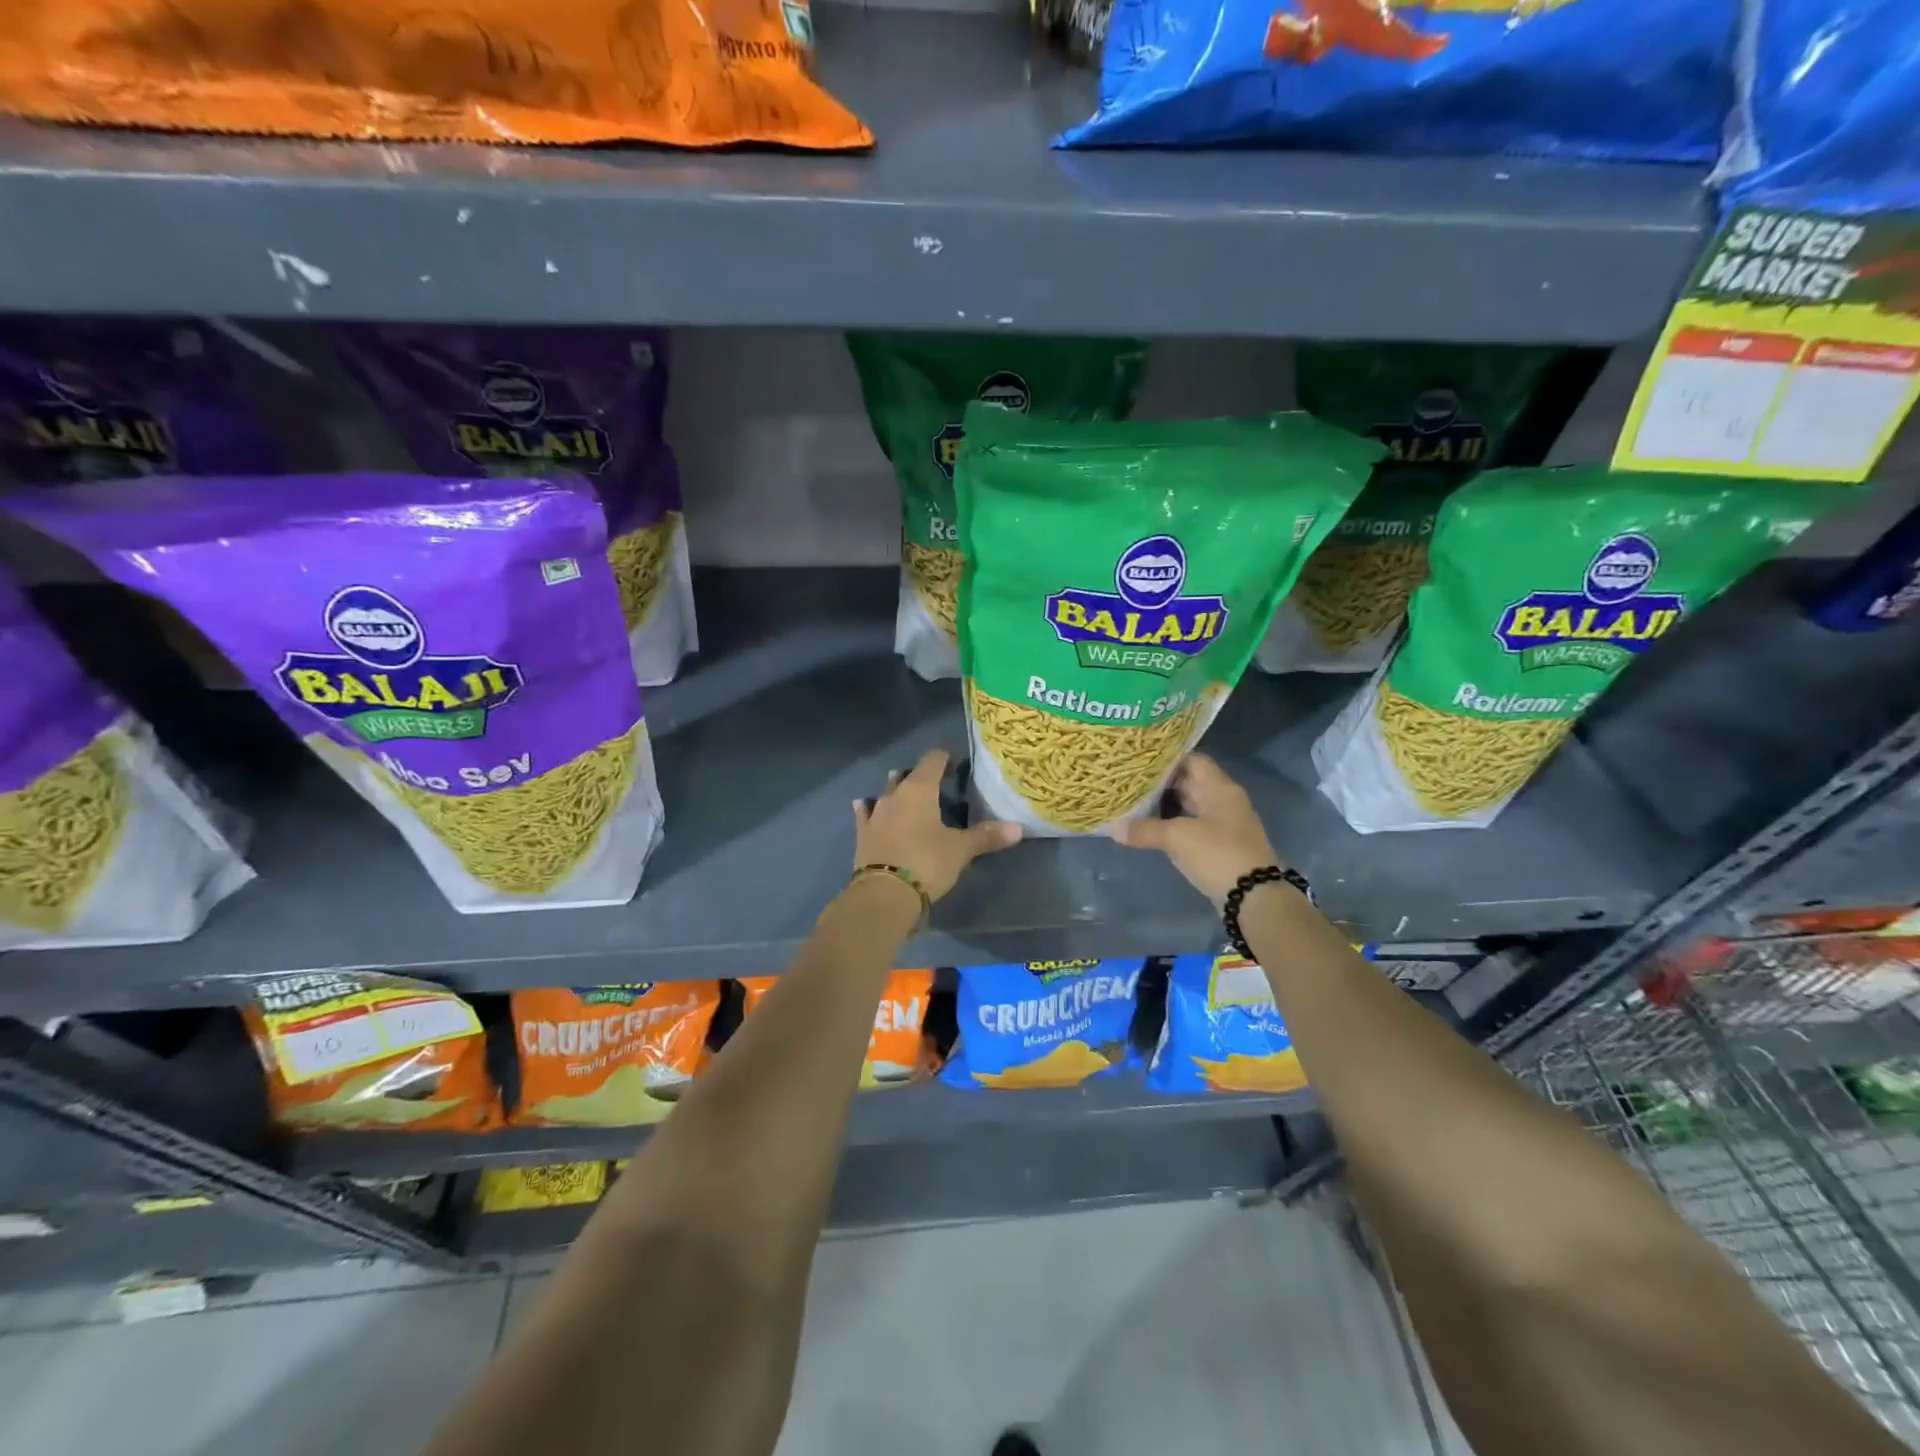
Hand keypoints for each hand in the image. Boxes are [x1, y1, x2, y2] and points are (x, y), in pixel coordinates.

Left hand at [852, 749, 1021, 901]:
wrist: (883, 894)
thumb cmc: (926, 863)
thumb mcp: (960, 850)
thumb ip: (986, 836)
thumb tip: (1018, 828)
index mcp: (919, 790)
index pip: (932, 760)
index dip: (944, 758)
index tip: (955, 762)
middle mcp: (894, 795)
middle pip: (907, 775)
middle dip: (921, 775)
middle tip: (937, 783)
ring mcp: (875, 814)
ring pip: (886, 792)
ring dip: (896, 789)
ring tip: (905, 790)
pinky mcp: (862, 835)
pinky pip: (866, 814)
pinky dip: (869, 809)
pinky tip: (865, 805)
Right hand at [1106, 753, 1280, 905]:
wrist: (1254, 897)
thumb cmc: (1218, 854)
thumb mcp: (1177, 838)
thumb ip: (1144, 830)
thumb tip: (1113, 828)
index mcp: (1219, 788)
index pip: (1192, 760)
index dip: (1167, 758)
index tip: (1140, 759)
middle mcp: (1223, 800)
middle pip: (1189, 782)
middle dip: (1161, 782)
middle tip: (1129, 779)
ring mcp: (1222, 823)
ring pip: (1189, 805)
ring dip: (1165, 804)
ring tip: (1134, 800)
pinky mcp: (1219, 844)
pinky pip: (1191, 825)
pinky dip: (1172, 824)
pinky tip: (1150, 826)